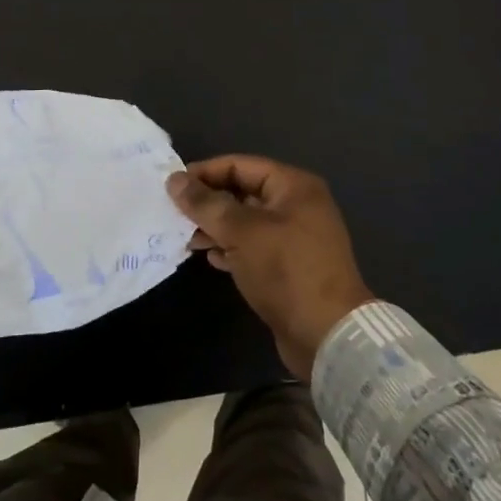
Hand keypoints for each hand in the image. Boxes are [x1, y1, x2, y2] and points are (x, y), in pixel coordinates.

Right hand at [167, 156, 374, 380]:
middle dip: (208, 203)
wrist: (328, 335)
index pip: (239, 165)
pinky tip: (212, 259)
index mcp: (293, 186)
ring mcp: (296, 237)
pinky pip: (254, 246)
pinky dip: (232, 248)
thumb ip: (206, 204)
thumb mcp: (241, 232)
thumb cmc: (285, 270)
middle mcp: (297, 205)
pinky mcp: (291, 266)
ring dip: (216, 227)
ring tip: (188, 239)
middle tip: (175, 214)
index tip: (172, 187)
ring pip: (246, 222)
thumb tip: (174, 180)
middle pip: (243, 191)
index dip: (204, 172)